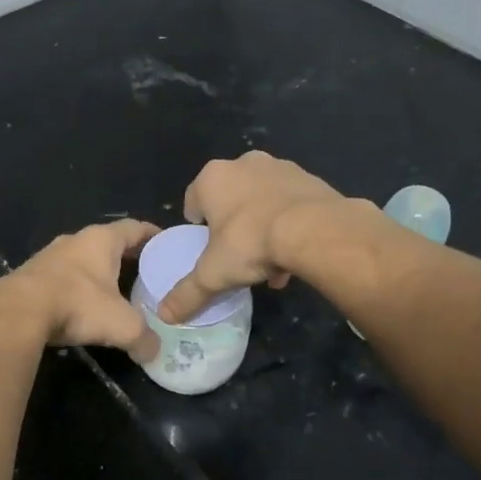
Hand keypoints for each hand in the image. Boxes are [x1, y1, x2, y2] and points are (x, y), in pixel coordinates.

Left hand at [0, 220, 161, 361]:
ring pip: (82, 260)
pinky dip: (75, 289)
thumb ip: (145, 338)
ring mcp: (48, 256)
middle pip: (108, 243)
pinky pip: (61, 278)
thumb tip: (154, 353)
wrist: (16, 313)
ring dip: (97, 274)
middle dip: (127, 257)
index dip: (153, 235)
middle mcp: (74, 240)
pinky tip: (79, 308)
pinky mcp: (29, 276)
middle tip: (146, 275)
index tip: (167, 245)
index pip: (135, 228)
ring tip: (115, 293)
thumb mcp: (122, 325)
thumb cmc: (77, 305)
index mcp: (101, 240)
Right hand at [157, 152, 346, 323]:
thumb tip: (165, 315)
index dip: (198, 227)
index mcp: (213, 177)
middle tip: (239, 256)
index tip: (208, 249)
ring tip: (271, 264)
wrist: (315, 230)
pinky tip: (295, 256)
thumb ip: (187, 294)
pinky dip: (289, 224)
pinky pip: (291, 204)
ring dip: (263, 227)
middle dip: (233, 227)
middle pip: (230, 199)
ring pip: (262, 201)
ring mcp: (280, 167)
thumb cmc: (251, 242)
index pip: (193, 200)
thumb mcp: (213, 274)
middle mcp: (244, 163)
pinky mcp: (310, 178)